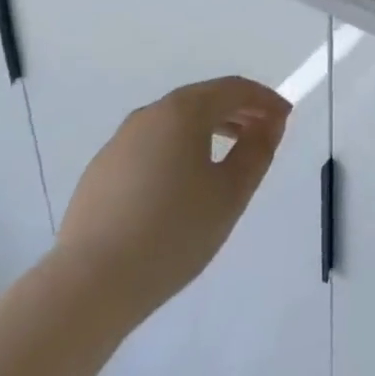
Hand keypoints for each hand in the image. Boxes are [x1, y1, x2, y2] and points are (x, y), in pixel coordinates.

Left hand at [53, 76, 290, 319]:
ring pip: (174, 124)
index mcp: (183, 111)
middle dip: (238, 113)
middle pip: (203, 101)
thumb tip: (269, 124)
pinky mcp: (100, 172)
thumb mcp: (230, 193)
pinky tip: (181, 187)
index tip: (285, 117)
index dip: (265, 100)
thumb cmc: (172, 232)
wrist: (88, 286)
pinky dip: (176, 151)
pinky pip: (150, 147)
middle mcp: (149, 115)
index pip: (234, 89)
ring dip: (207, 131)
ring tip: (227, 159)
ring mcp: (119, 143)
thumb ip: (257, 152)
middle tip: (263, 134)